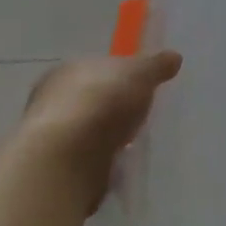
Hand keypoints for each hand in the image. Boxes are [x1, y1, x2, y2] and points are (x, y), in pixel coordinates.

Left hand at [19, 52, 181, 211]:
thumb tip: (174, 57)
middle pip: (91, 98)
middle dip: (113, 107)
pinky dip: (99, 161)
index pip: (97, 67)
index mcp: (68, 69)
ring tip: (133, 144)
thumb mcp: (140, 73)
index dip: (119, 75)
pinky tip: (117, 165)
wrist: (65, 160)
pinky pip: (85, 159)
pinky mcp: (55, 168)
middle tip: (140, 115)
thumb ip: (156, 65)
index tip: (140, 86)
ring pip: (87, 130)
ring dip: (106, 137)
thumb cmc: (102, 103)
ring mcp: (51, 136)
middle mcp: (52, 99)